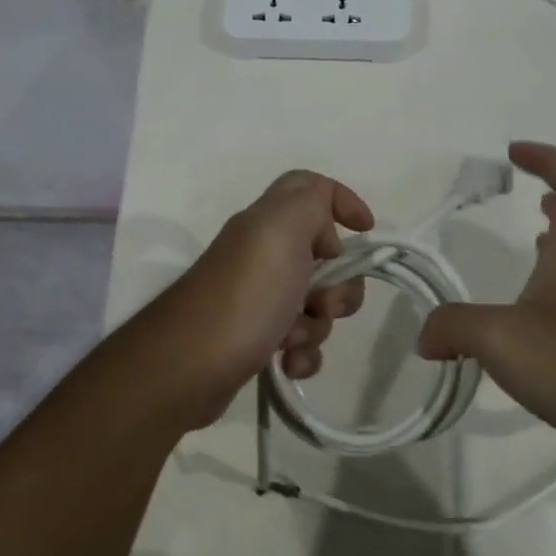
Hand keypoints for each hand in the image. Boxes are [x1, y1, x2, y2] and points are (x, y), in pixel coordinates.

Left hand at [152, 170, 372, 423]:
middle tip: (322, 304)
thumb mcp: (281, 230)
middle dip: (339, 287)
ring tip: (291, 341)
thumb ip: (311, 201)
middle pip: (326, 258)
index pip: (310, 190)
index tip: (366, 232)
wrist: (189, 366)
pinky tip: (287, 365)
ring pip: (317, 306)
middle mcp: (263, 256)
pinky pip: (300, 343)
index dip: (343, 201)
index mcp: (268, 224)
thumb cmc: (245, 295)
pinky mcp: (255, 340)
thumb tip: (327, 230)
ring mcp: (259, 300)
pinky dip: (302, 355)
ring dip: (317, 327)